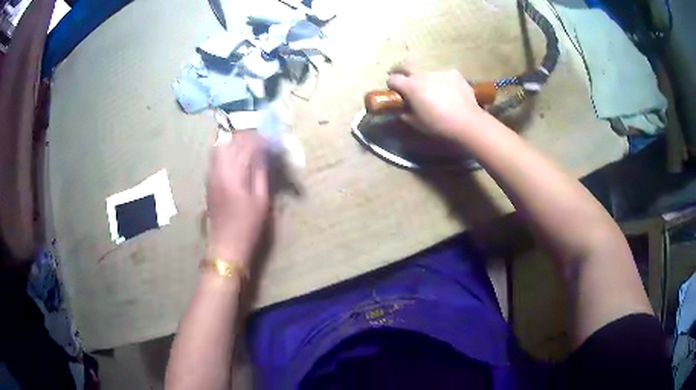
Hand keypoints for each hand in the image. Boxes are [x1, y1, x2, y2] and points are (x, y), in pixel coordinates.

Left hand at [206, 132, 268, 265]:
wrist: (225, 246)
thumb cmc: (248, 226)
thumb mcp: (261, 200)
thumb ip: (260, 174)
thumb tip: (262, 155)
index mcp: (233, 175)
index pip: (246, 146)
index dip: (259, 140)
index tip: (271, 139)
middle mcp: (219, 170)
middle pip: (230, 142)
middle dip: (246, 137)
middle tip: (261, 141)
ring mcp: (211, 175)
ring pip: (220, 148)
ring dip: (235, 143)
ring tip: (250, 148)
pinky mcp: (209, 182)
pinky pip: (217, 158)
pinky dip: (228, 152)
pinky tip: (238, 159)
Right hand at [387, 64, 485, 139]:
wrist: (467, 122)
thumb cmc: (439, 125)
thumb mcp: (417, 123)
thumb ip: (406, 113)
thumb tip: (403, 109)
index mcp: (411, 86)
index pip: (393, 79)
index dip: (391, 84)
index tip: (393, 90)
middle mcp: (423, 74)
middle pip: (406, 65)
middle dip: (400, 69)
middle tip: (402, 77)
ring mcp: (440, 72)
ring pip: (427, 72)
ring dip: (426, 78)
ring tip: (433, 90)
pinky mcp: (454, 73)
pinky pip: (444, 75)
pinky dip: (442, 81)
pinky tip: (449, 92)